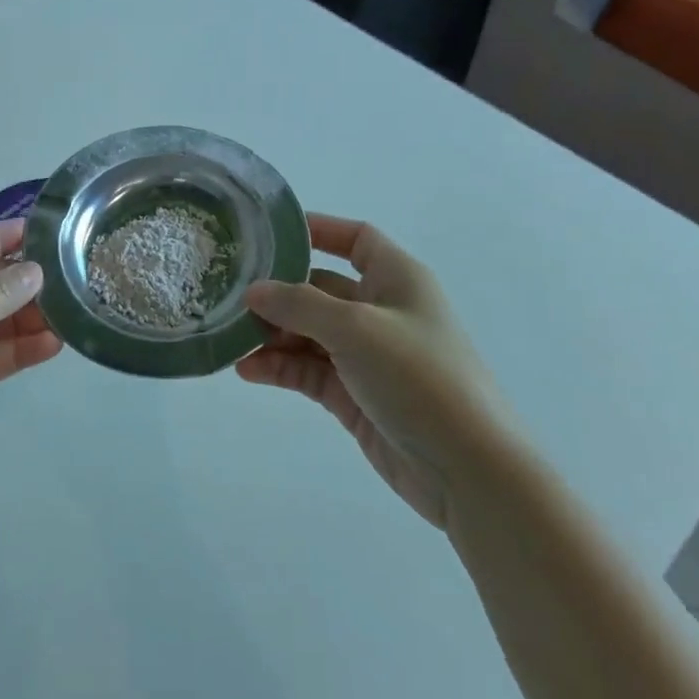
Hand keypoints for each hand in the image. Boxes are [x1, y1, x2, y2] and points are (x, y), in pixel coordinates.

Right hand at [238, 214, 501, 527]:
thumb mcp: (357, 328)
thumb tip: (254, 290)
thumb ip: (300, 305)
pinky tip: (247, 371)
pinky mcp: (355, 394)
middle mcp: (381, 310)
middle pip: (321, 288)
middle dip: (279, 292)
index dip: (317, 230)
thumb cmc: (419, 376)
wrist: (467, 468)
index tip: (267, 234)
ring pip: (310, 333)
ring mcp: (367, 355)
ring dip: (274, 335)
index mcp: (396, 278)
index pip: (355, 238)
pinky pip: (310, 371)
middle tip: (231, 297)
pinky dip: (281, 368)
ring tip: (231, 339)